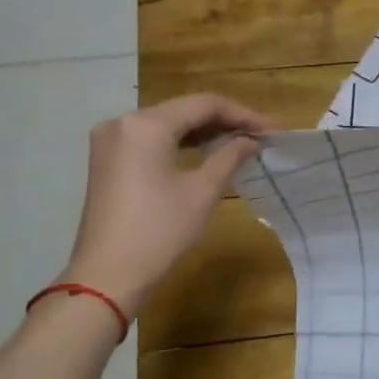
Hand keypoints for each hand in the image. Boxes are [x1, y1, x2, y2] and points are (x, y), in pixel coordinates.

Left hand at [57, 95, 267, 315]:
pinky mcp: (107, 158)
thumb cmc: (159, 231)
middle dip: (223, 121)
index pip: (204, 104)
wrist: (107, 274)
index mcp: (146, 125)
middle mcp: (123, 122)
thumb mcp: (202, 191)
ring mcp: (111, 140)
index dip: (242, 114)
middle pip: (183, 109)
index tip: (271, 130)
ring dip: (203, 131)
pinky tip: (205, 152)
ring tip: (239, 143)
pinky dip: (180, 142)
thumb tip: (252, 140)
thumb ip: (230, 156)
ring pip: (167, 123)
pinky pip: (151, 138)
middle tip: (259, 136)